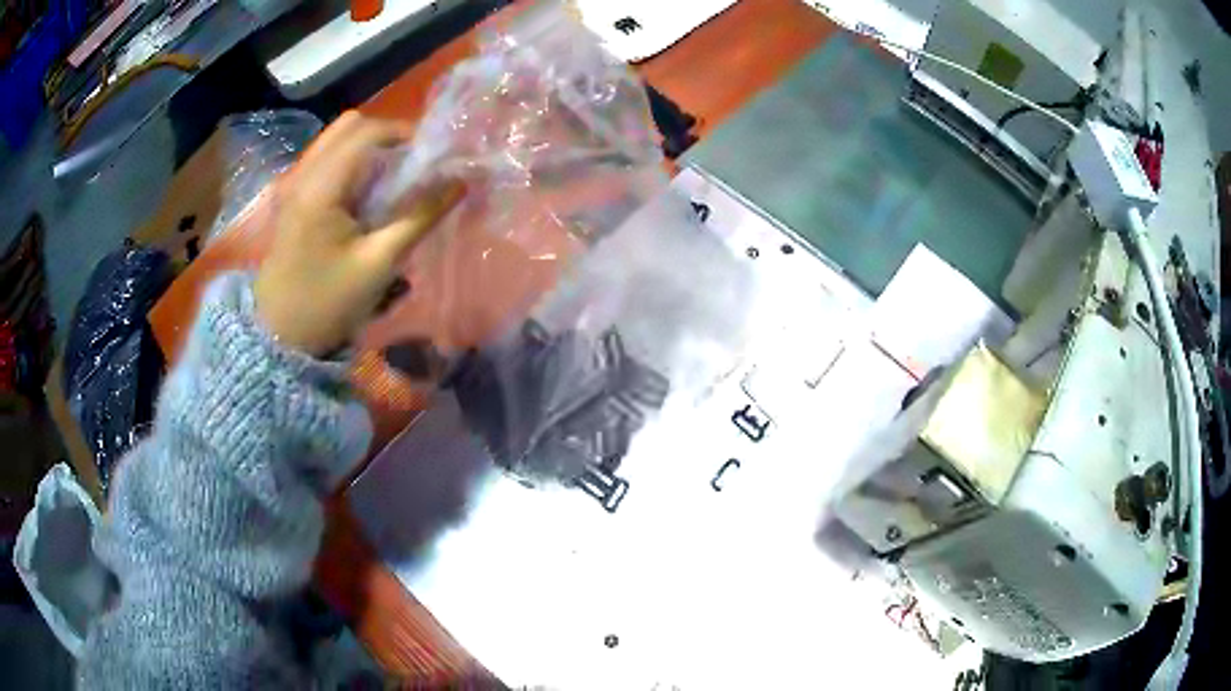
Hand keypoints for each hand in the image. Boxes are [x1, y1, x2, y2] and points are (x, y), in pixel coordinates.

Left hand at [254, 112, 463, 356]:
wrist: (281, 335)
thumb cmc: (329, 302)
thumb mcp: (380, 262)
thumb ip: (420, 217)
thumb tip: (460, 183)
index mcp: (322, 187)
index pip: (369, 132)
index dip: (406, 134)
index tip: (433, 155)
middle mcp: (305, 174)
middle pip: (349, 126)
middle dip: (387, 135)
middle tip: (412, 162)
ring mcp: (296, 184)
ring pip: (337, 140)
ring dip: (370, 148)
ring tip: (394, 176)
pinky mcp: (295, 197)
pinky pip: (327, 159)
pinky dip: (354, 162)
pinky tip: (368, 191)